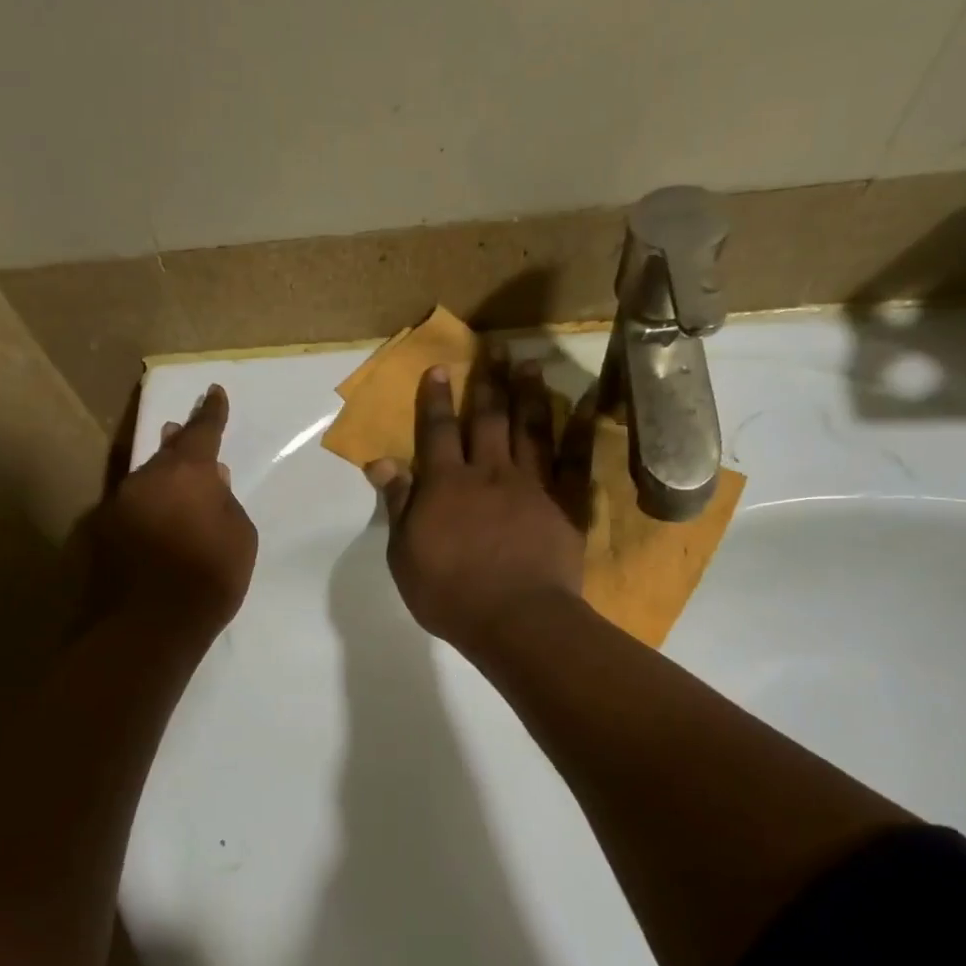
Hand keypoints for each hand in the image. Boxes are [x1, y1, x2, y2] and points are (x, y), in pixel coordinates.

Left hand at [92, 385, 258, 639]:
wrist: (146, 627)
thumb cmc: (208, 579)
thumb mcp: (240, 538)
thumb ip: (226, 503)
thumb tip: (213, 481)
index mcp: (187, 473)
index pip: (203, 431)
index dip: (212, 412)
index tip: (214, 392)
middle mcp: (146, 479)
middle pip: (164, 453)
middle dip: (177, 443)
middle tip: (181, 432)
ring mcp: (116, 506)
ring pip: (143, 483)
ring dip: (158, 482)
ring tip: (170, 487)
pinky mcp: (96, 535)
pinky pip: (128, 513)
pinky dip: (142, 514)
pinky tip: (150, 531)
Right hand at [367, 355, 583, 657]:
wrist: (516, 619)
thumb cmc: (449, 593)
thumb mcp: (405, 554)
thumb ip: (397, 504)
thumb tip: (380, 462)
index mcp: (446, 484)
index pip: (437, 431)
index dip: (436, 399)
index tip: (440, 367)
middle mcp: (489, 473)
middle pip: (488, 419)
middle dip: (488, 382)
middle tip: (494, 347)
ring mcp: (532, 485)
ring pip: (531, 429)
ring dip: (529, 394)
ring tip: (530, 363)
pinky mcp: (565, 504)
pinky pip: (574, 460)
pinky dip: (580, 430)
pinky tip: (585, 405)